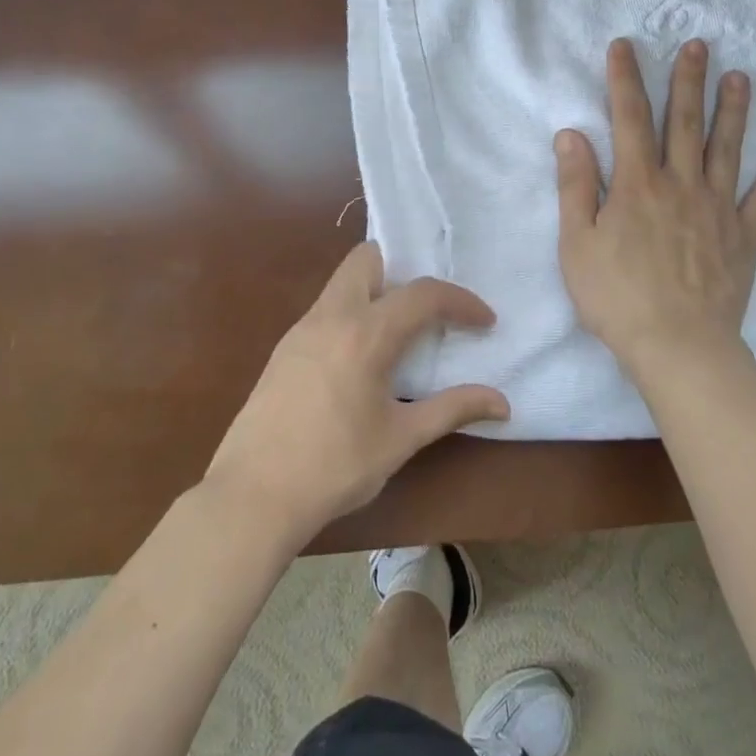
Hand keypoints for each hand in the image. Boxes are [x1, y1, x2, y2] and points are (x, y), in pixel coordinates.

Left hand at [203, 243, 509, 541]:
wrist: (252, 497)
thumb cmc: (335, 467)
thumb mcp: (401, 439)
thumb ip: (452, 410)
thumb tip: (502, 403)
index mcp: (365, 333)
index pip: (423, 294)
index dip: (461, 301)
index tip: (484, 322)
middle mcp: (331, 316)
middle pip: (368, 258)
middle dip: (403, 270)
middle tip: (427, 310)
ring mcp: (300, 329)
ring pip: (342, 282)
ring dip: (375, 292)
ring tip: (400, 334)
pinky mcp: (284, 349)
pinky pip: (325, 309)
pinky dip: (351, 314)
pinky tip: (360, 360)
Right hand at [555, 37, 755, 378]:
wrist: (677, 346)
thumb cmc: (616, 297)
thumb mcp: (577, 243)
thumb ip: (575, 186)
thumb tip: (572, 134)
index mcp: (637, 185)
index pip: (629, 119)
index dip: (625, 79)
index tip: (625, 46)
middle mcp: (681, 184)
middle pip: (684, 123)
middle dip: (688, 81)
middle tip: (698, 45)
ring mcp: (718, 208)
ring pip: (727, 149)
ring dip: (733, 110)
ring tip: (740, 76)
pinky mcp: (744, 236)